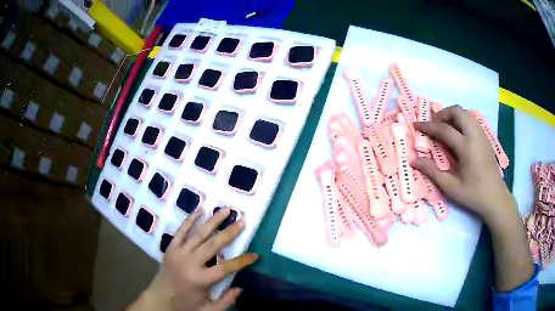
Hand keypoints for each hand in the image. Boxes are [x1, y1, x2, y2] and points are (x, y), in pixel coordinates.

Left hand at [135, 208, 257, 310]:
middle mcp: (190, 262)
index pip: (226, 267)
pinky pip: (181, 231)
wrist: (160, 299)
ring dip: (213, 221)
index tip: (255, 255)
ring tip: (225, 210)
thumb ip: (226, 301)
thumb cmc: (185, 306)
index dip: (242, 261)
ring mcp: (179, 253)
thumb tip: (240, 288)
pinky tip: (199, 210)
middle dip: (229, 233)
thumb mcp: (208, 310)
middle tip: (242, 221)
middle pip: (213, 245)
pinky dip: (190, 220)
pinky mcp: (171, 248)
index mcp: (200, 279)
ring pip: (199, 234)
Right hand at [411, 105, 515, 222]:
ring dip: (452, 115)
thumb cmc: (473, 194)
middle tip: (435, 125)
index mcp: (466, 147)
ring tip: (445, 128)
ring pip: (465, 113)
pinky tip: (458, 134)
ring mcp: (482, 134)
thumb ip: (432, 172)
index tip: (416, 125)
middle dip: (443, 114)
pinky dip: (461, 120)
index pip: (444, 129)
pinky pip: (471, 120)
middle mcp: (474, 135)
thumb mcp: (451, 187)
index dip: (428, 126)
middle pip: (457, 111)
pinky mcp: (485, 137)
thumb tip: (413, 160)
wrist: (495, 197)